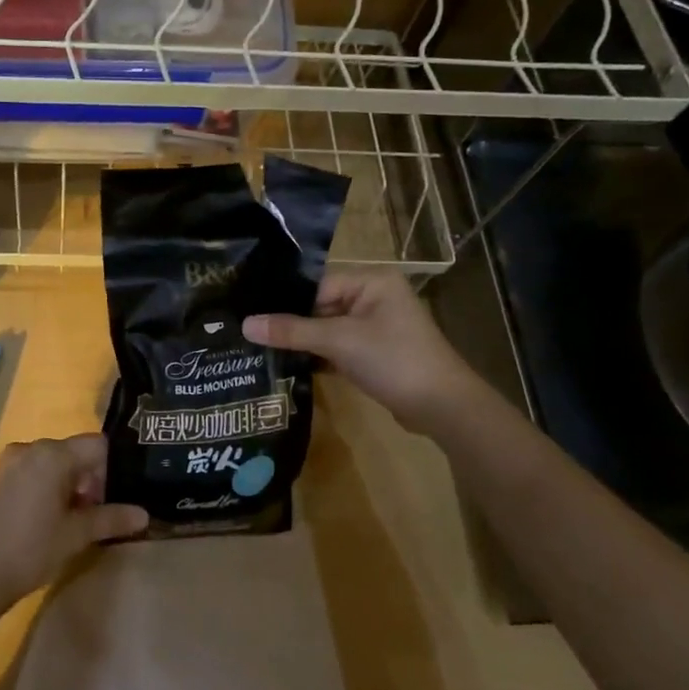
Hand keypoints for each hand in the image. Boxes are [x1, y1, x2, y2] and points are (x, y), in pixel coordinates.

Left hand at [0, 433, 148, 613]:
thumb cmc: (31, 549)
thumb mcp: (77, 535)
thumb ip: (112, 518)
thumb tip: (144, 515)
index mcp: (53, 454)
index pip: (98, 445)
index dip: (114, 468)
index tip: (119, 496)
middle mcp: (32, 447)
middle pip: (76, 452)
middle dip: (92, 479)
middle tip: (100, 513)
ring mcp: (11, 460)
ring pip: (55, 462)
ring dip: (71, 484)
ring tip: (76, 520)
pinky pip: (35, 470)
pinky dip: (49, 486)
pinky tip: (50, 518)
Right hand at [243, 271, 474, 434]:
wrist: (442, 407)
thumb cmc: (394, 360)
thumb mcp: (340, 341)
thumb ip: (292, 331)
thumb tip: (246, 324)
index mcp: (372, 282)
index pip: (317, 283)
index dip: (286, 300)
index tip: (251, 312)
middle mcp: (374, 298)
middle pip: (320, 305)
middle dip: (291, 322)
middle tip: (250, 332)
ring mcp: (375, 327)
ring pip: (327, 329)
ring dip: (302, 341)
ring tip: (260, 348)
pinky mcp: (373, 353)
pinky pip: (337, 347)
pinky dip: (318, 356)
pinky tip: (287, 365)